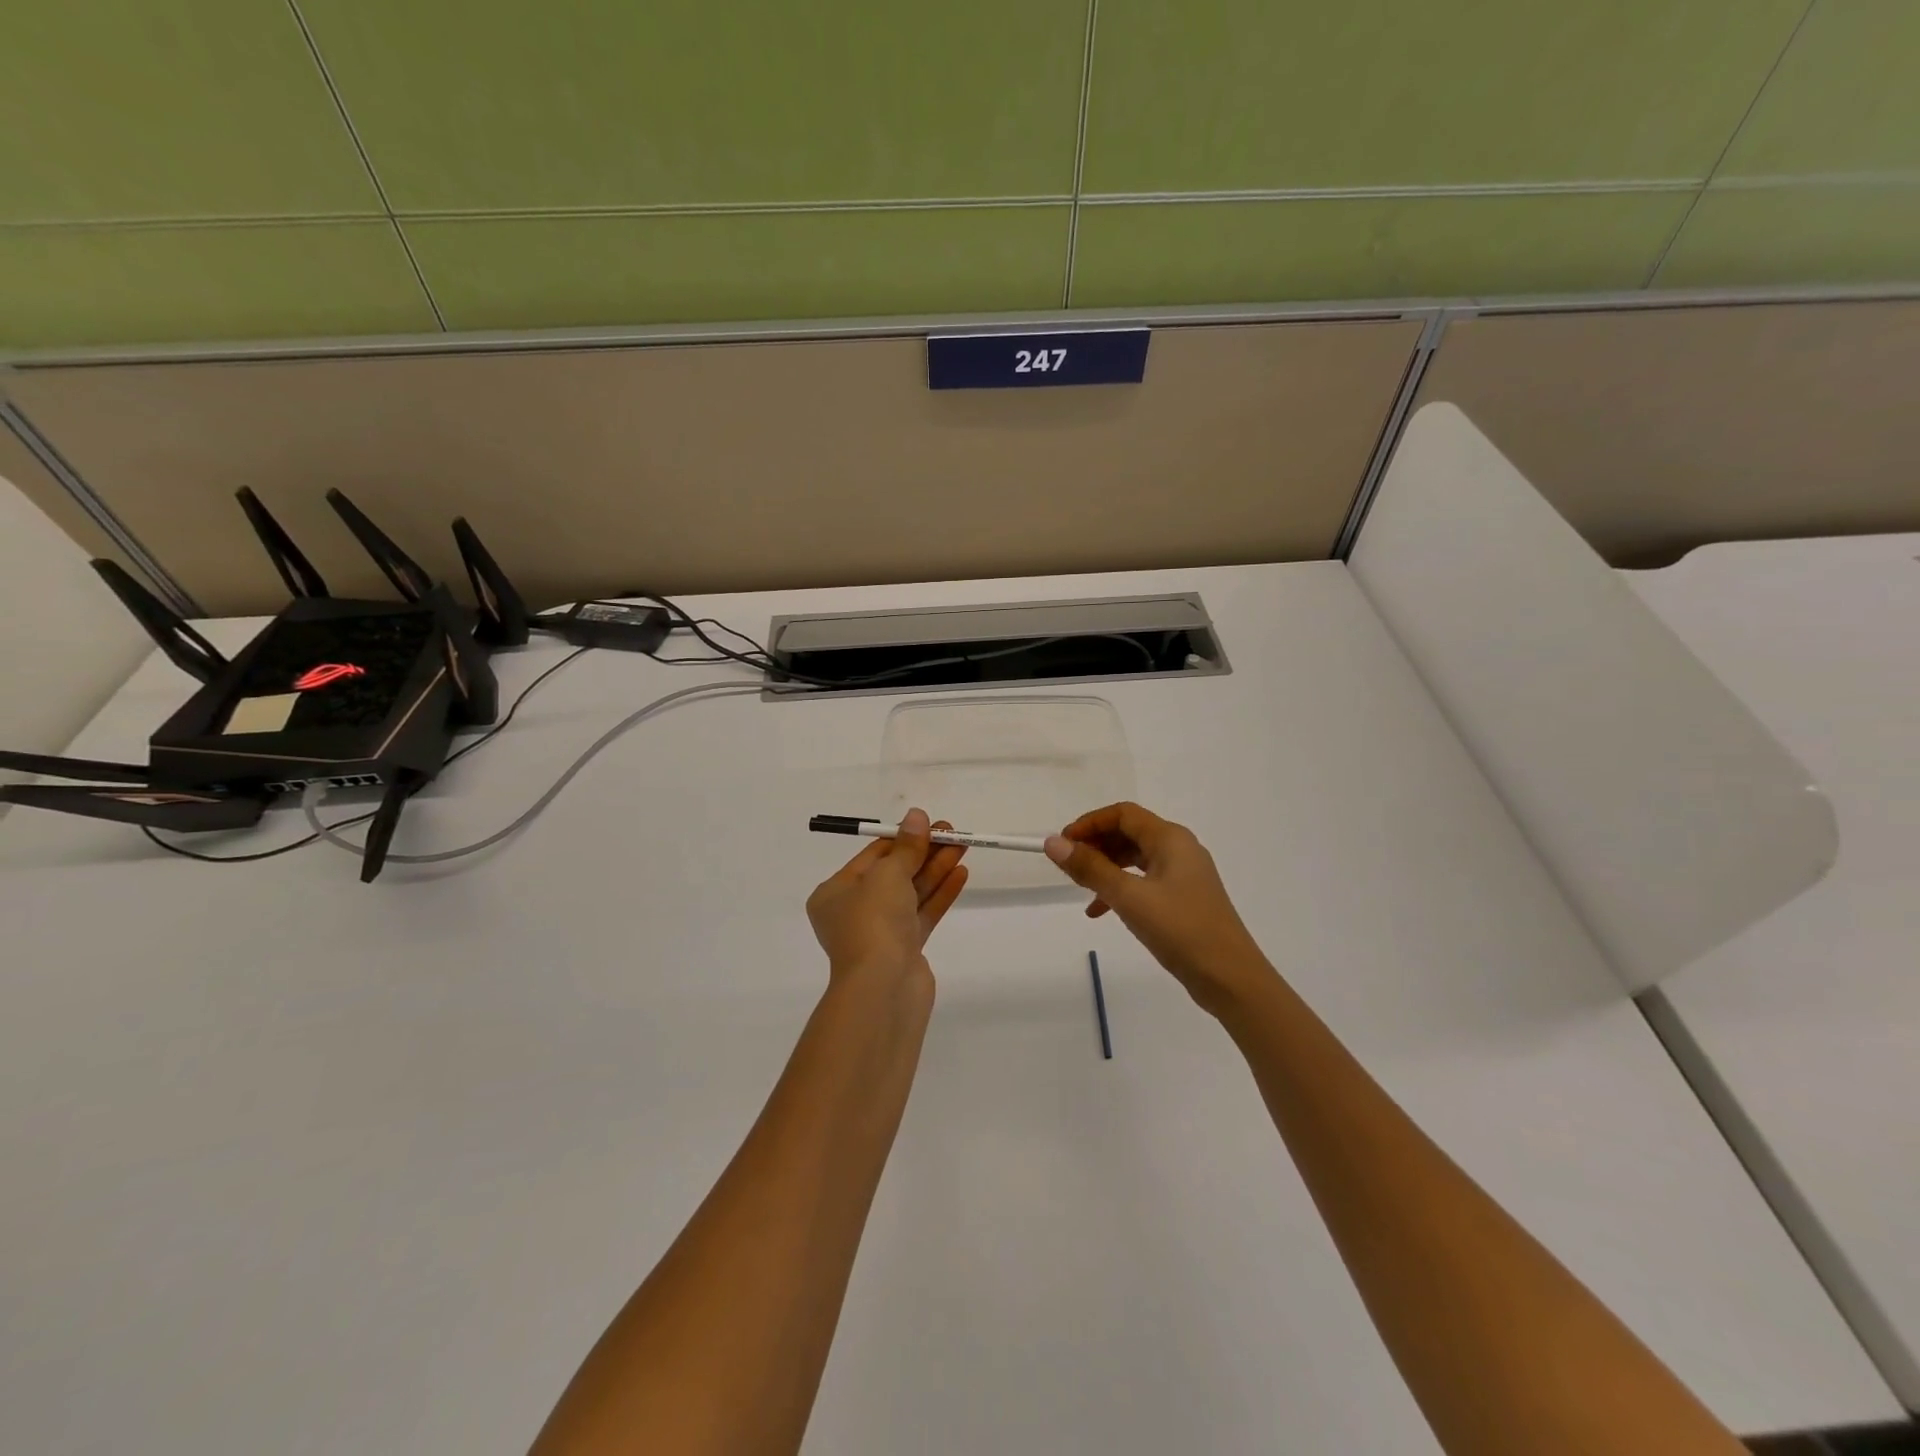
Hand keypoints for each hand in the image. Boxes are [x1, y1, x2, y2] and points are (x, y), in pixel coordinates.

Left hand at [807, 808, 968, 987]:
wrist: (882, 989)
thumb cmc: (873, 922)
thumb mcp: (888, 874)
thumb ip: (907, 846)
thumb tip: (917, 815)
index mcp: (835, 893)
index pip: (872, 856)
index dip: (903, 838)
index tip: (930, 824)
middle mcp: (854, 911)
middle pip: (894, 873)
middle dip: (924, 852)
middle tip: (953, 832)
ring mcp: (880, 932)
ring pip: (911, 893)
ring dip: (936, 869)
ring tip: (963, 846)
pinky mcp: (905, 950)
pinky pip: (923, 913)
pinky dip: (940, 893)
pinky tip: (961, 873)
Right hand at [1045, 802, 1274, 1015]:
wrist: (1230, 978)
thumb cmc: (1181, 930)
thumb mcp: (1129, 897)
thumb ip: (1090, 868)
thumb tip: (1053, 843)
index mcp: (1171, 839)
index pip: (1123, 814)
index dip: (1089, 823)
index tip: (1063, 843)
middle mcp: (1179, 849)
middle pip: (1129, 833)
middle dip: (1096, 845)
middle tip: (1068, 865)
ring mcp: (1184, 875)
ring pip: (1135, 858)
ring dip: (1105, 868)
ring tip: (1080, 887)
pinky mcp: (1184, 898)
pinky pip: (1144, 881)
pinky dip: (1120, 889)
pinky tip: (1100, 911)